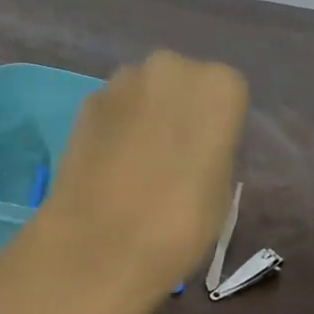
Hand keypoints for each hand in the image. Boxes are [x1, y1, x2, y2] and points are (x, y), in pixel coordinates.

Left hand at [27, 50, 247, 313]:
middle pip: (182, 81)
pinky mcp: (86, 101)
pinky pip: (113, 108)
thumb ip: (212, 150)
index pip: (227, 93)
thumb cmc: (180, 223)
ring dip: (144, 114)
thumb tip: (194, 147)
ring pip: (144, 90)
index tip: (208, 153)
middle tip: (174, 153)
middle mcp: (170, 67)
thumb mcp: (222, 190)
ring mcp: (122, 80)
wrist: (100, 246)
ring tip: (138, 161)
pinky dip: (114, 127)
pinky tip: (109, 164)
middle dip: (178, 108)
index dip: (218, 124)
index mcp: (218, 85)